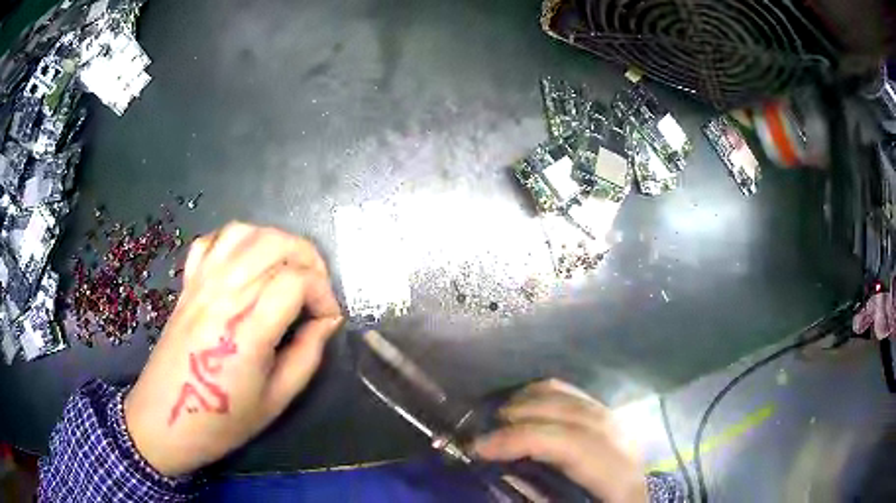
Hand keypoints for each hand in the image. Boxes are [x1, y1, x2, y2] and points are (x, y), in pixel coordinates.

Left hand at [124, 222, 342, 476]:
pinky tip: (247, 263)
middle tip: (316, 290)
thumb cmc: (223, 419)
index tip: (328, 318)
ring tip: (288, 269)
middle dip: (309, 259)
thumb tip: (326, 322)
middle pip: (275, 244)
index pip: (296, 280)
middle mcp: (224, 294)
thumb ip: (307, 356)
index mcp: (247, 329)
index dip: (324, 293)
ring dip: (277, 242)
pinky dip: (237, 241)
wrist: (166, 419)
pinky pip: (212, 241)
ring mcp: (202, 283)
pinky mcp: (188, 284)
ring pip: (245, 233)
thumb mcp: (277, 400)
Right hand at [473, 379, 647, 502]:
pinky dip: (550, 395)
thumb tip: (503, 474)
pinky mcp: (616, 426)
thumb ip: (538, 497)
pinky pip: (581, 399)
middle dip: (525, 415)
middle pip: (575, 415)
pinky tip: (527, 404)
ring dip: (535, 401)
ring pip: (579, 400)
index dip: (523, 439)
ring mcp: (624, 430)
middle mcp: (626, 446)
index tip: (478, 447)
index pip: (572, 444)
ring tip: (500, 414)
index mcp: (619, 478)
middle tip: (483, 429)